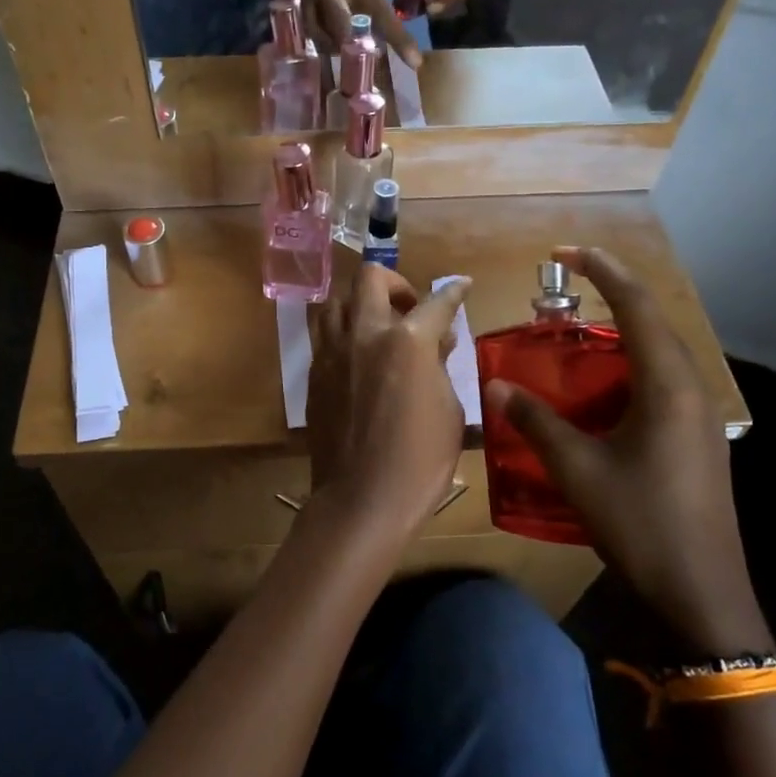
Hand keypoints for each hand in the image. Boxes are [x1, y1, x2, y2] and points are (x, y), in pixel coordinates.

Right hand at [276, 0, 423, 65]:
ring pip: (325, 39)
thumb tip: (381, 29)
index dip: (400, 40)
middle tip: (362, 57)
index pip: (383, 14)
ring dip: (336, 48)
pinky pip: (313, 34)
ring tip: (343, 49)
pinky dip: (322, 41)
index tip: (415, 63)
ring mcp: (313, 2)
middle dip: (353, 49)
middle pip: (344, 35)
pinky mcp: (300, 8)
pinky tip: (327, 41)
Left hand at [307, 266, 470, 546]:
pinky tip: (358, 354)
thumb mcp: (448, 410)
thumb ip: (440, 365)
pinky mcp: (314, 372)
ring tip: (377, 326)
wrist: (361, 498)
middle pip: (371, 278)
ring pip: (337, 300)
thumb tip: (437, 341)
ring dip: (360, 303)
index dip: (454, 292)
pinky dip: (343, 331)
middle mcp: (364, 333)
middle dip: (395, 283)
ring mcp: (333, 351)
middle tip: (409, 307)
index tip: (461, 286)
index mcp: (407, 342)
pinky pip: (324, 334)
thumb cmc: (420, 460)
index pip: (436, 302)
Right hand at [481, 247, 769, 656]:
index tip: (565, 253)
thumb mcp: (578, 469)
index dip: (602, 271)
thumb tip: (496, 386)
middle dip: (610, 298)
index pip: (637, 306)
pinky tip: (596, 393)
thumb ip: (536, 422)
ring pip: (657, 356)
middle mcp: (691, 390)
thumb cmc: (641, 522)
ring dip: (617, 337)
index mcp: (668, 385)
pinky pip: (659, 384)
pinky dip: (625, 371)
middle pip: (652, 323)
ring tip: (572, 338)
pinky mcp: (695, 439)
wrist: (701, 592)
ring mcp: (698, 416)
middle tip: (560, 295)